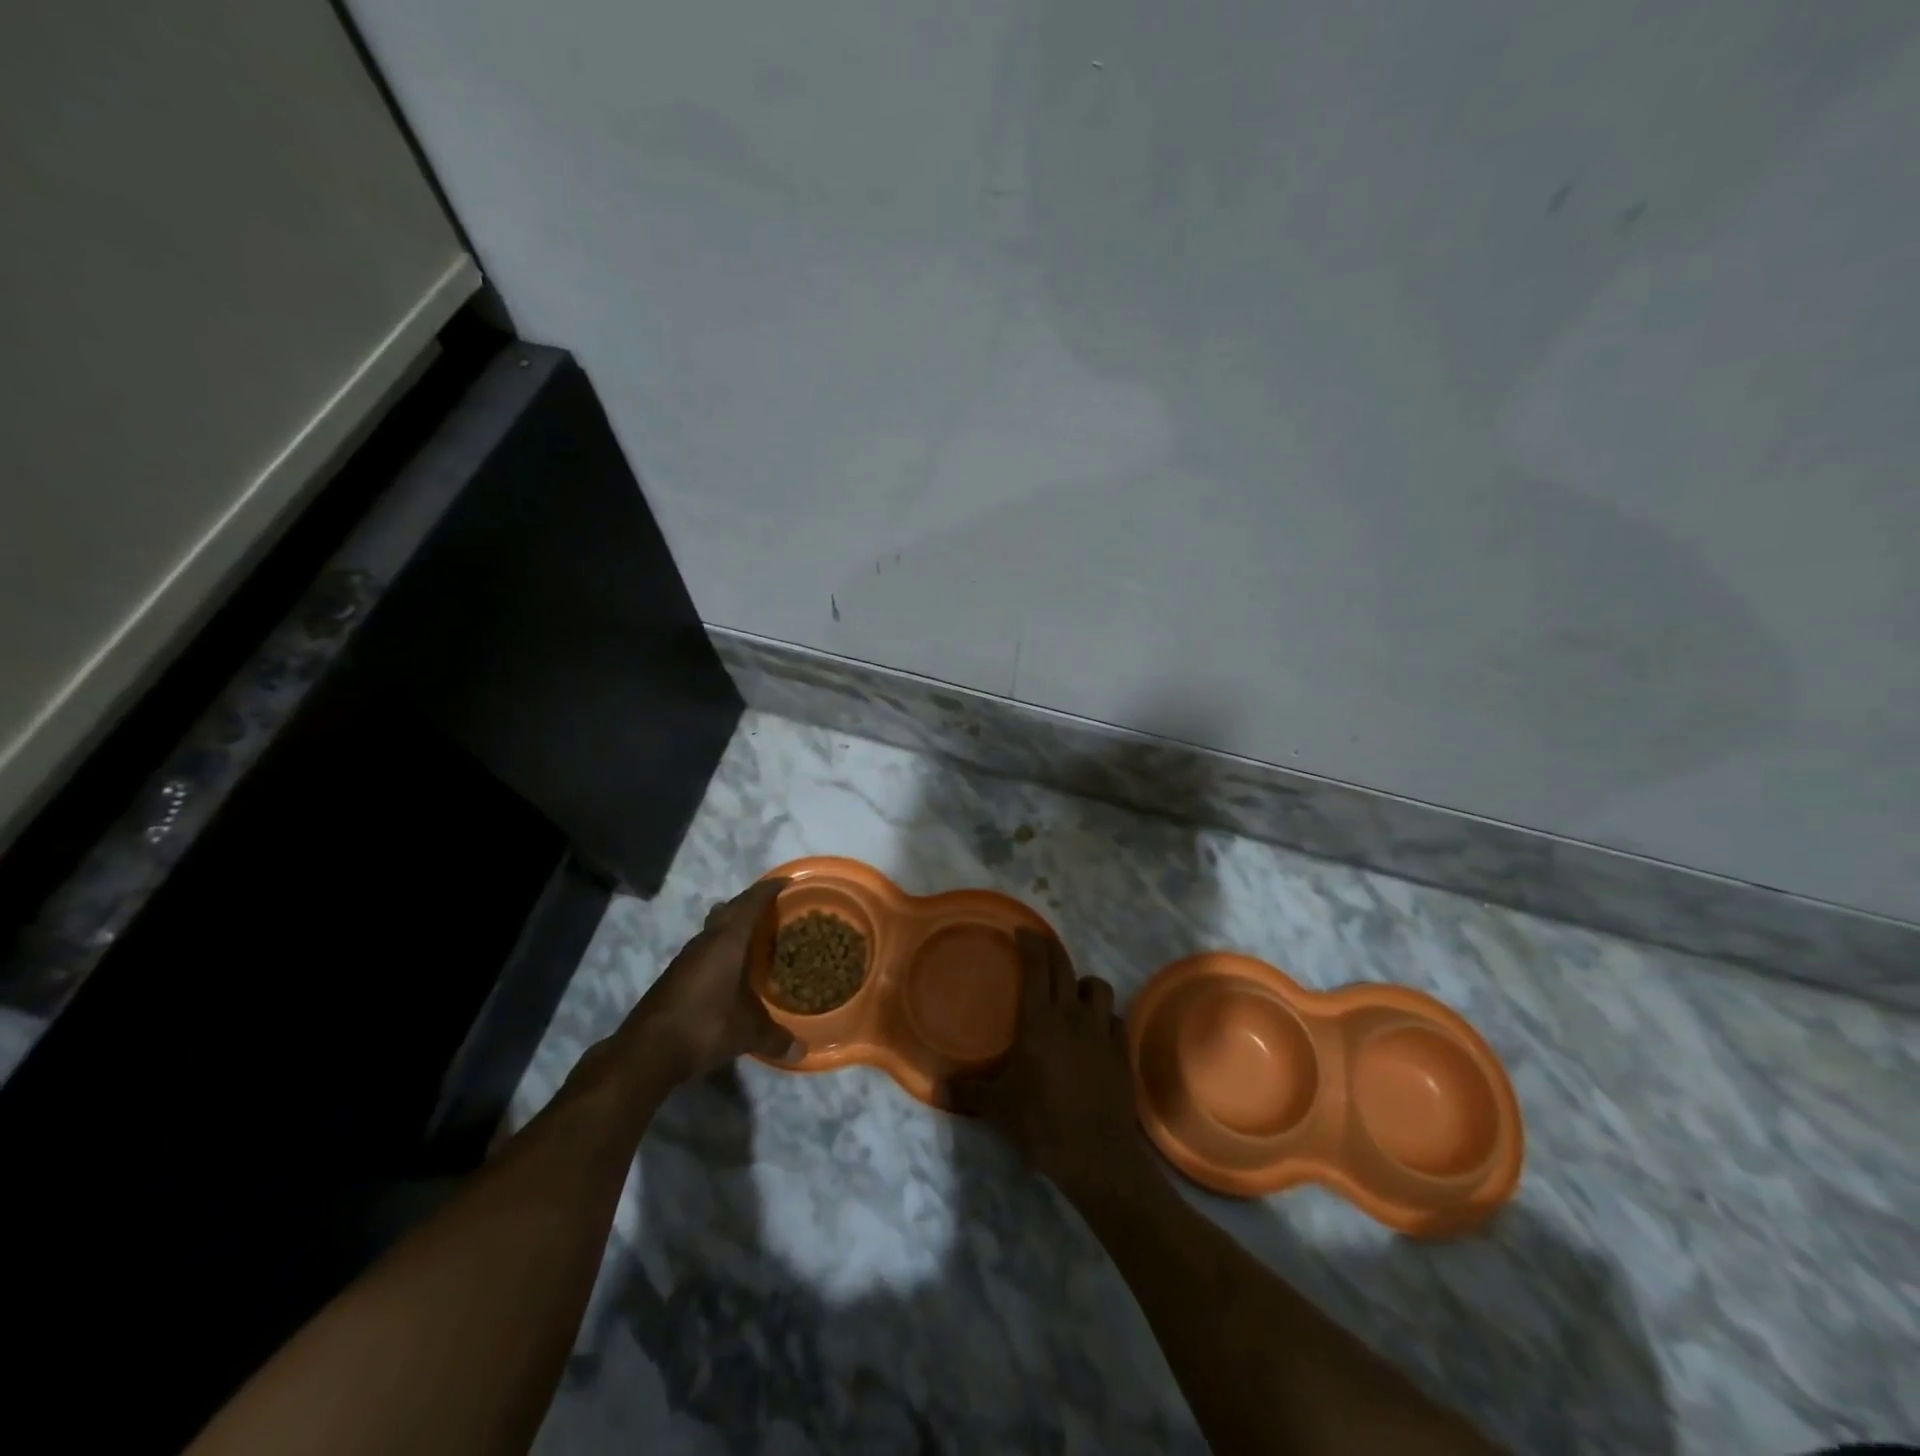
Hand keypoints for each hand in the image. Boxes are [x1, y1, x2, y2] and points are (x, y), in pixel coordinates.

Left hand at [624, 879, 798, 1084]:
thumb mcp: (748, 1033)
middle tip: (774, 910)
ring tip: (754, 938)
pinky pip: (704, 949)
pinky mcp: (674, 975)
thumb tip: (801, 1051)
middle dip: (751, 903)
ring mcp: (686, 957)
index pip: (752, 902)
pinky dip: (720, 949)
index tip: (787, 882)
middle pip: (730, 909)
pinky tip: (729, 969)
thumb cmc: (705, 1026)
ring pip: (713, 928)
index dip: (770, 889)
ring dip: (732, 926)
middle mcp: (706, 940)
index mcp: (728, 941)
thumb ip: (776, 1038)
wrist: (646, 1051)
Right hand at [949, 929, 1153, 1198]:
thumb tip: (937, 1087)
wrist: (1096, 1154)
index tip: (1022, 930)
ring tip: (1072, 993)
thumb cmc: (1041, 1122)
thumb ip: (968, 1091)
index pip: (1036, 967)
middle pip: (1065, 967)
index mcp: (1039, 1020)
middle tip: (1040, 944)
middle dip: (1052, 949)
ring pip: (1098, 987)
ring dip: (1083, 983)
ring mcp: (1101, 1032)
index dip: (1030, 943)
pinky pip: (1115, 1019)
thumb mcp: (998, 1107)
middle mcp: (1071, 1016)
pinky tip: (1096, 1030)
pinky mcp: (1122, 1051)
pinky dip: (1105, 1017)